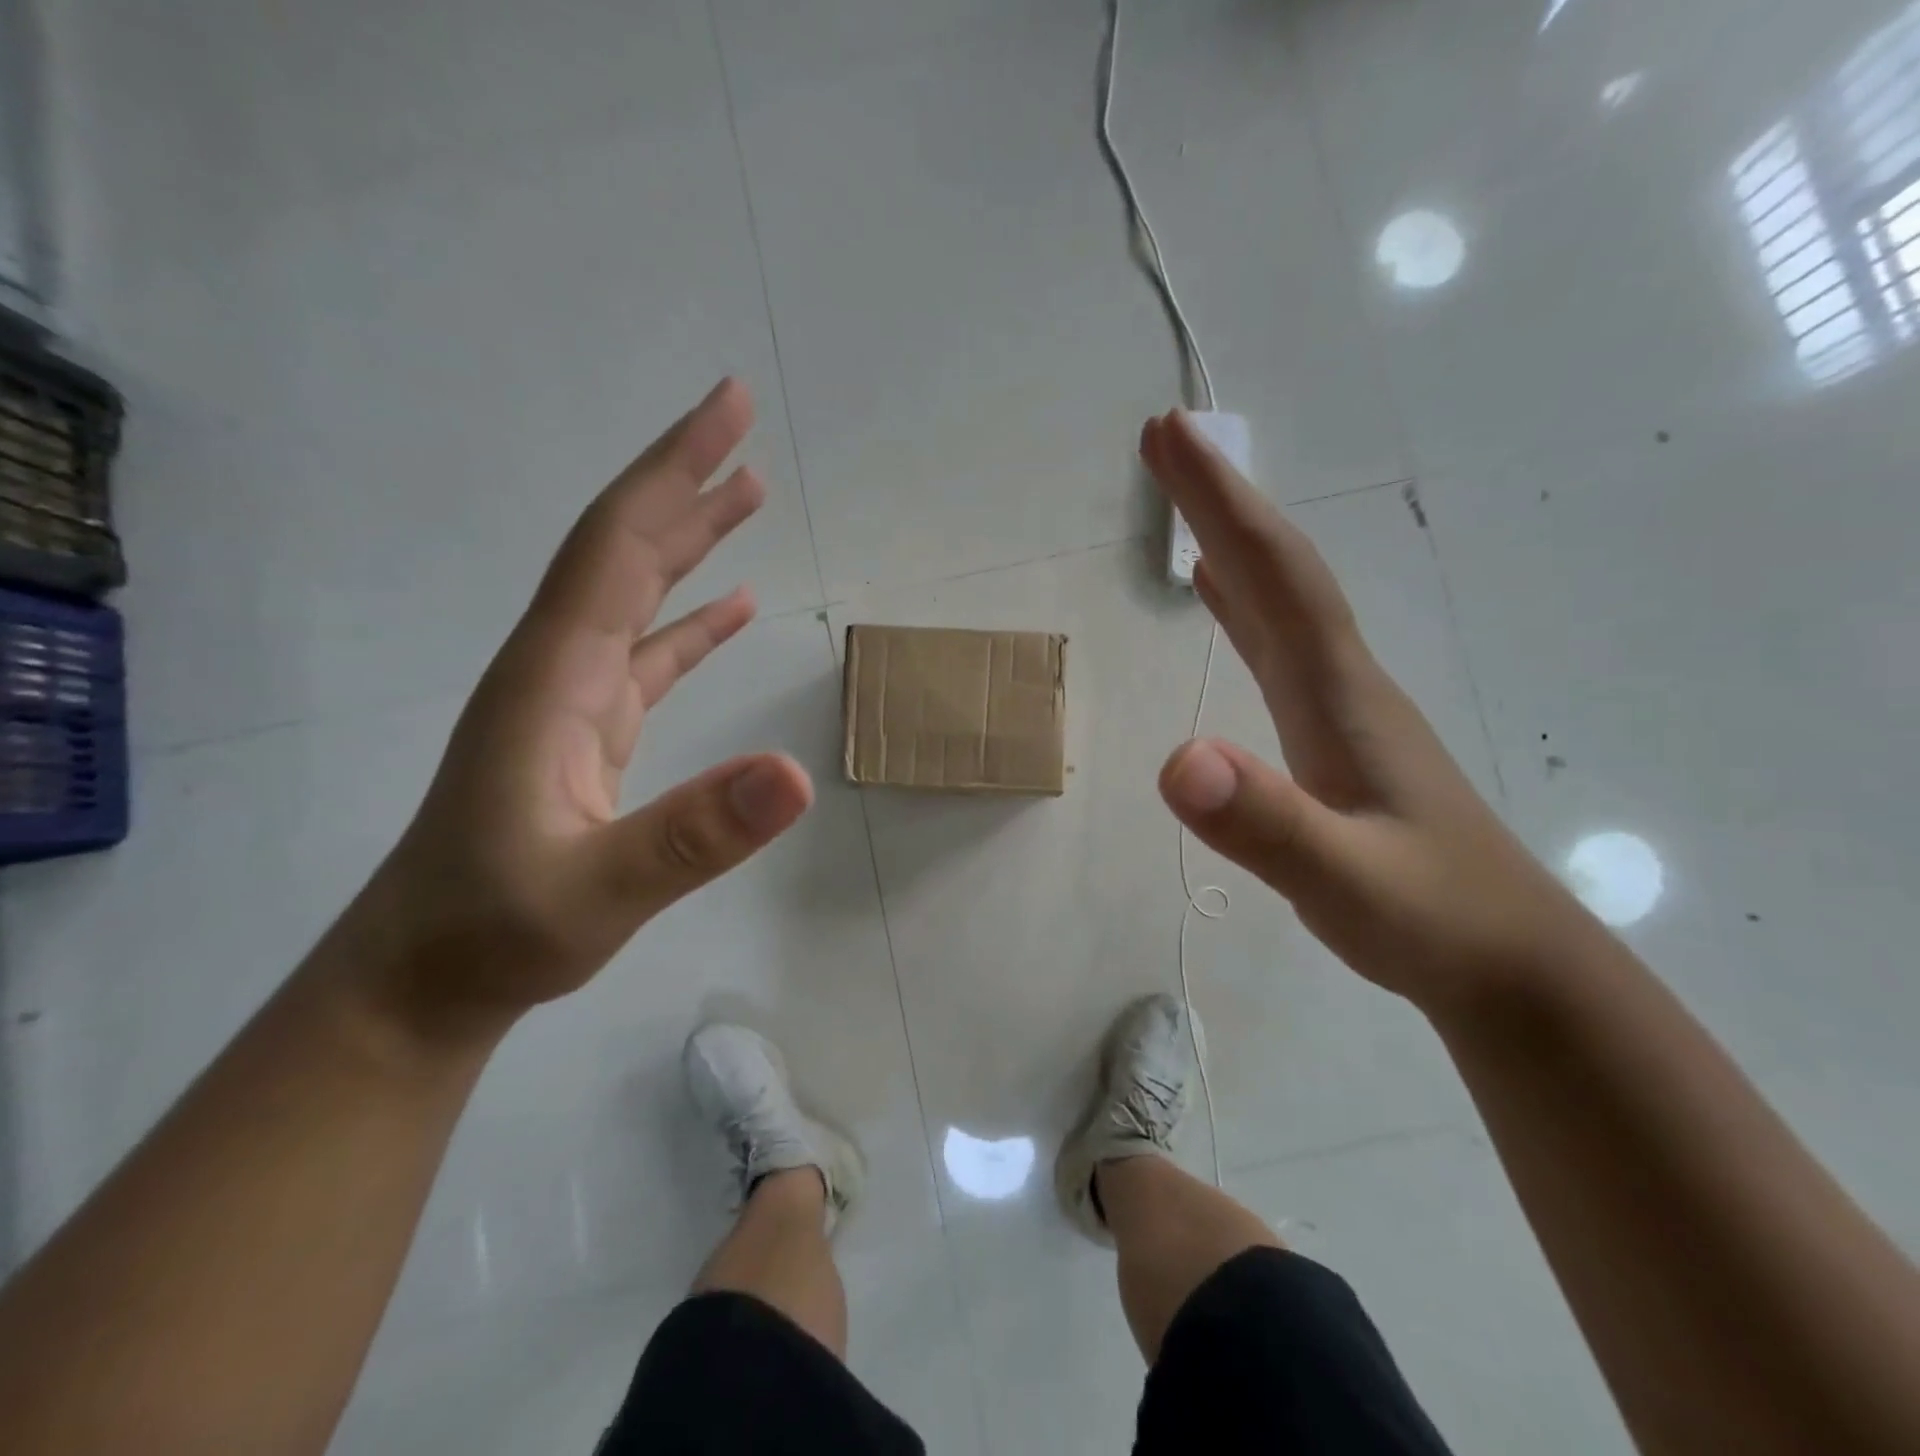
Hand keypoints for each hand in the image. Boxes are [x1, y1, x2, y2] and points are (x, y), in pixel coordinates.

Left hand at [341, 379, 814, 1041]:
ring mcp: (574, 699)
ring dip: (691, 539)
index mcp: (553, 677)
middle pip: (625, 548)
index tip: (728, 411)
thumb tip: (795, 775)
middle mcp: (559, 667)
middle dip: (684, 477)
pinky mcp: (591, 733)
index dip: (673, 472)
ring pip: (637, 594)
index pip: (618, 546)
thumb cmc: (495, 931)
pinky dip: (692, 621)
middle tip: (742, 420)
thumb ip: (693, 835)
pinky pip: (649, 654)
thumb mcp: (597, 892)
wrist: (424, 978)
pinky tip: (733, 607)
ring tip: (748, 493)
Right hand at [1141, 410, 1587, 1009]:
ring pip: (1281, 600)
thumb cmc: (1431, 919)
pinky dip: (1244, 605)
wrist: (1512, 963)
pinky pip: (1280, 645)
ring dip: (1233, 542)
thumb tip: (1177, 760)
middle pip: (1278, 569)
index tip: (1171, 435)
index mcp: (1339, 691)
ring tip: (1189, 500)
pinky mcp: (1334, 735)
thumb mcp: (1343, 880)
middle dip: (1221, 498)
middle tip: (1167, 438)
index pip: (1276, 573)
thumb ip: (1266, 822)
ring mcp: (1341, 706)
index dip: (1224, 500)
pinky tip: (1222, 598)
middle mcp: (1342, 679)